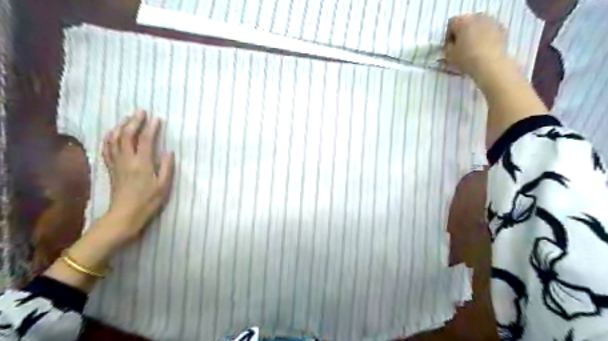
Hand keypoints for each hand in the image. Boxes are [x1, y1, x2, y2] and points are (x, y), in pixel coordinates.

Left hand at [101, 110, 172, 243]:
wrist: (125, 215)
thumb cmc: (149, 201)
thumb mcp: (164, 186)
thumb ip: (167, 167)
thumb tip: (169, 151)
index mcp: (142, 163)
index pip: (146, 140)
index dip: (151, 128)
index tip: (157, 119)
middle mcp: (127, 160)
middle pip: (127, 135)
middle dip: (134, 122)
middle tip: (141, 112)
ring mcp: (116, 163)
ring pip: (114, 140)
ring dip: (120, 127)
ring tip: (128, 119)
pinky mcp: (111, 169)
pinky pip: (107, 149)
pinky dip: (109, 138)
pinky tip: (112, 134)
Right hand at [445, 14, 508, 81]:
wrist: (490, 64)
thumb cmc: (466, 58)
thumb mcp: (449, 55)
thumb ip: (448, 46)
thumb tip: (451, 44)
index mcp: (462, 21)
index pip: (451, 24)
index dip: (448, 36)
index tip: (449, 47)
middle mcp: (477, 17)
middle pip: (466, 23)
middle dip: (462, 33)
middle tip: (460, 47)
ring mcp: (491, 21)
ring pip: (478, 26)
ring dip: (474, 34)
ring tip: (472, 48)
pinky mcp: (501, 28)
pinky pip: (489, 31)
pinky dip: (485, 37)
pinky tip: (483, 49)